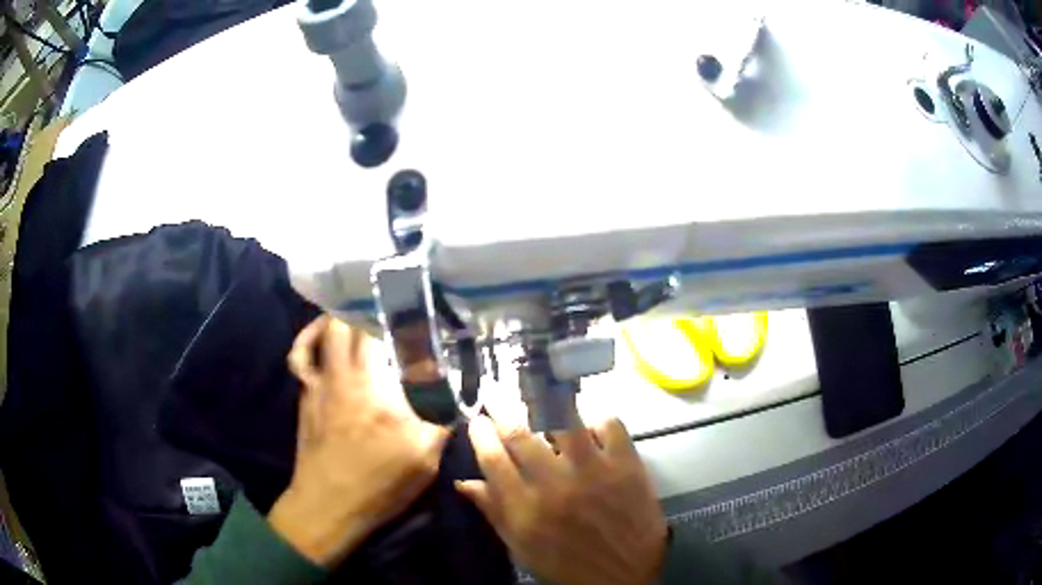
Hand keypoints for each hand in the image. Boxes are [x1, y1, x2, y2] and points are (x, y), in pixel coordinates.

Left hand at [267, 315, 448, 566]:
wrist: (329, 504)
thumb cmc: (379, 483)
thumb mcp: (424, 459)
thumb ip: (441, 421)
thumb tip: (458, 396)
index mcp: (377, 388)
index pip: (385, 336)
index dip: (399, 318)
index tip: (415, 313)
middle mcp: (345, 377)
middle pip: (348, 325)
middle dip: (366, 311)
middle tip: (388, 312)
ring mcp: (319, 384)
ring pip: (322, 334)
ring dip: (338, 318)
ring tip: (357, 314)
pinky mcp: (305, 396)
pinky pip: (300, 357)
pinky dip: (308, 341)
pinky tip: (320, 340)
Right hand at [457, 415, 666, 584]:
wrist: (626, 574)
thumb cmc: (567, 564)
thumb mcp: (521, 547)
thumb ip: (494, 512)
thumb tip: (463, 482)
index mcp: (525, 509)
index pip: (492, 459)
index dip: (480, 434)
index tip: (477, 420)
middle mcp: (555, 485)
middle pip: (521, 433)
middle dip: (502, 408)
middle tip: (497, 394)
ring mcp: (594, 471)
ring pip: (564, 419)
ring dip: (547, 403)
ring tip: (539, 395)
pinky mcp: (627, 464)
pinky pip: (609, 423)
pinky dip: (596, 415)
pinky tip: (587, 418)